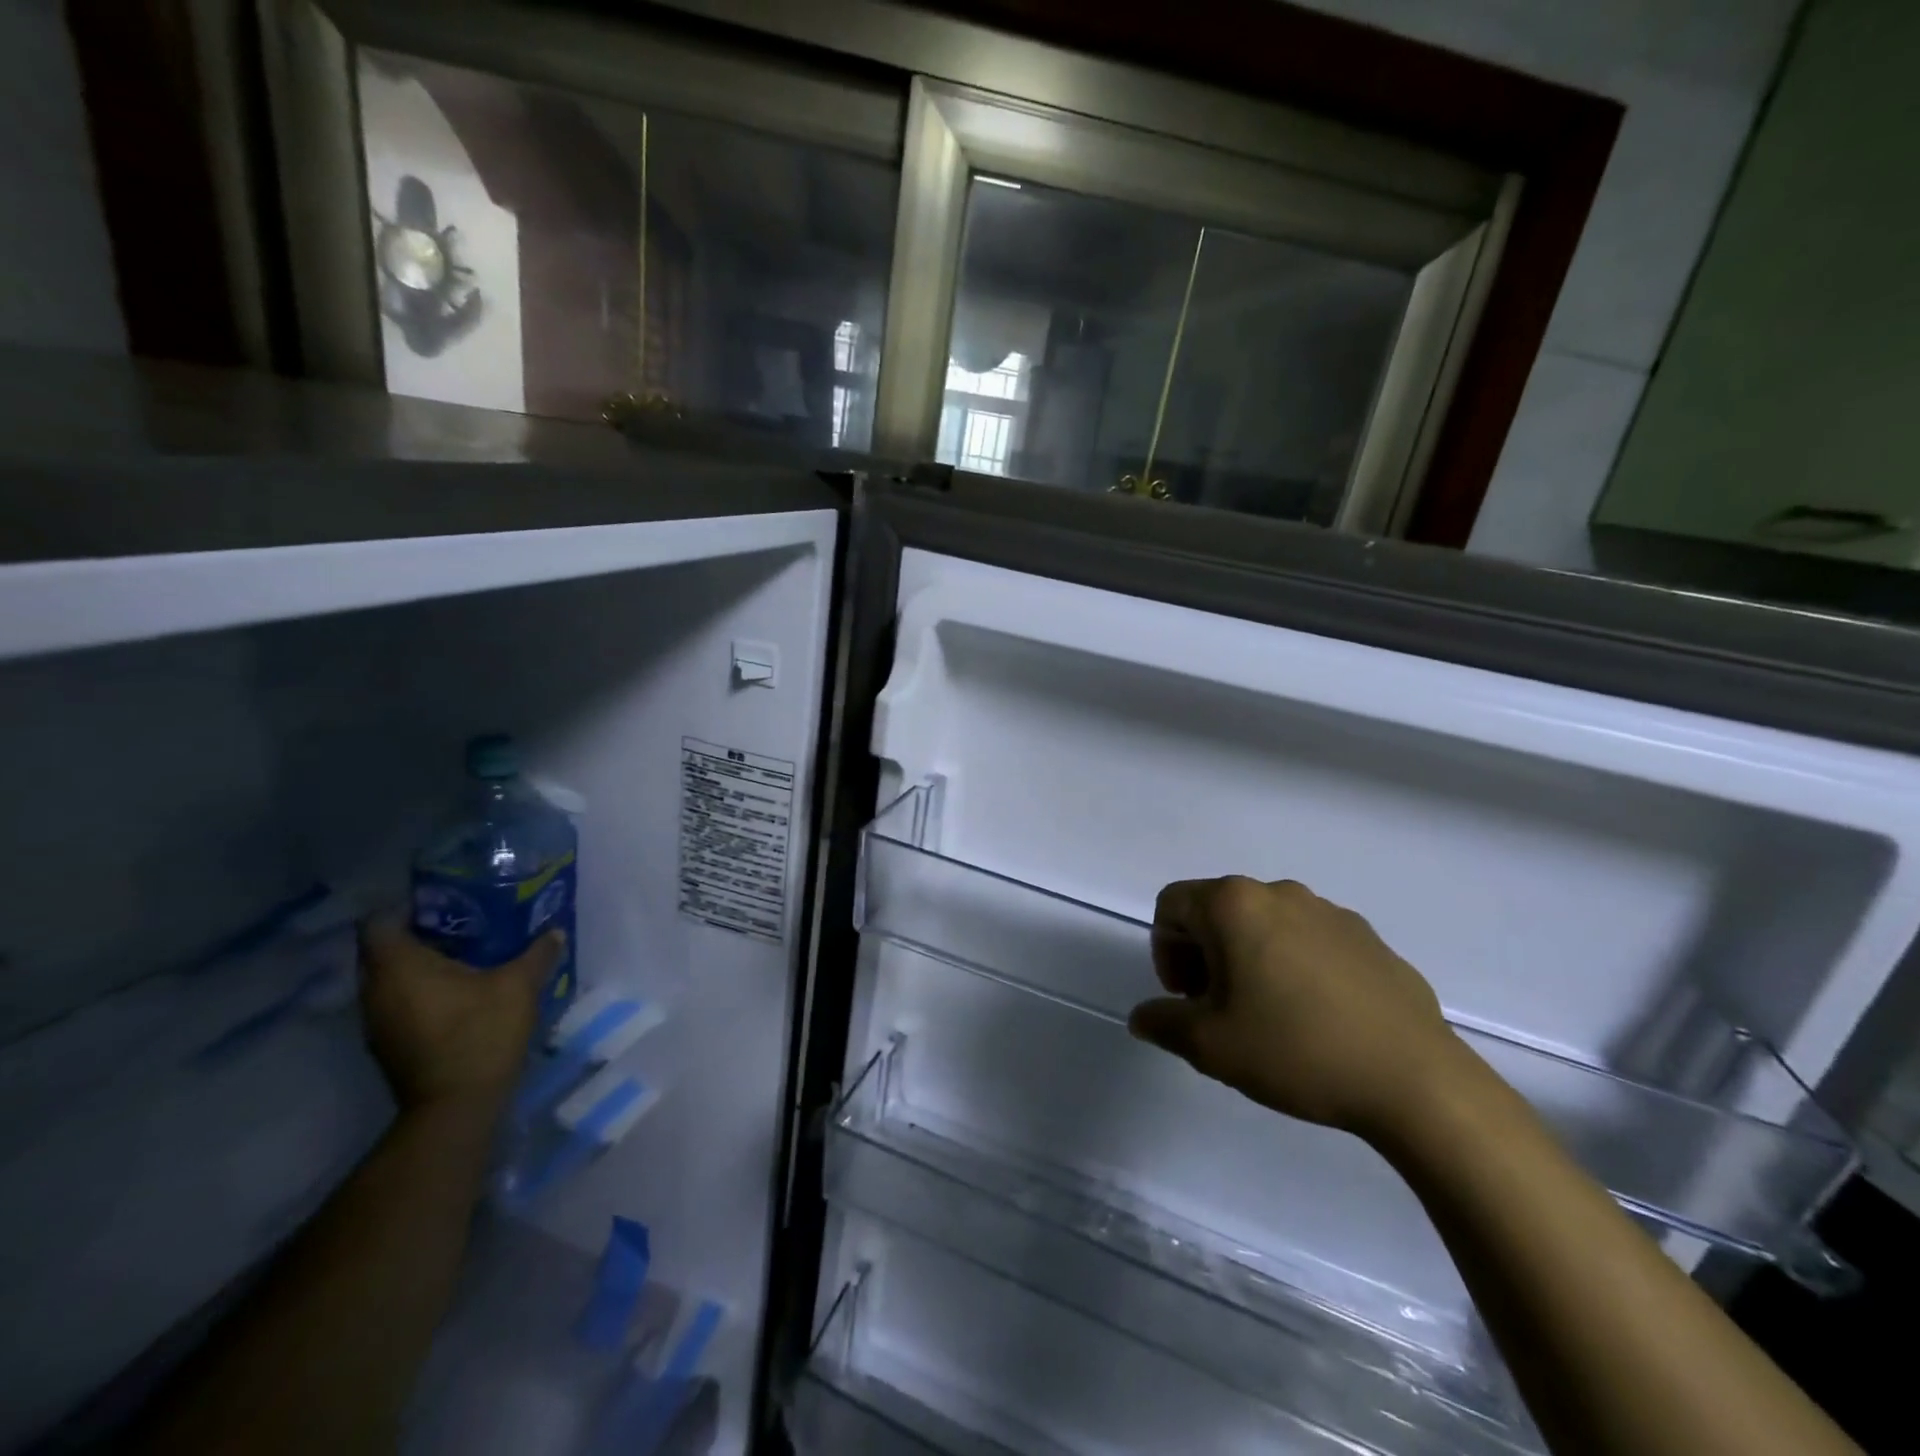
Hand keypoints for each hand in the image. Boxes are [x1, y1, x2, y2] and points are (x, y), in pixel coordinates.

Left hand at [358, 916, 562, 1112]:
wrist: (456, 1107)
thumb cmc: (480, 1033)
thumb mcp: (519, 985)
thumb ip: (537, 954)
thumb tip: (554, 931)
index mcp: (398, 966)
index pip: (379, 921)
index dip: (406, 906)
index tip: (442, 901)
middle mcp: (375, 990)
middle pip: (382, 949)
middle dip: (417, 933)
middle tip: (462, 923)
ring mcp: (376, 1021)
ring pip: (389, 978)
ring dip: (418, 966)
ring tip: (463, 955)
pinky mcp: (387, 1044)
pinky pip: (397, 1002)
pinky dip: (419, 991)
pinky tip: (457, 993)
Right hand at [1127, 877, 1464, 1141]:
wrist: (1416, 1080)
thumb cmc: (1295, 1050)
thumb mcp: (1209, 1046)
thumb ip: (1162, 1023)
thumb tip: (1142, 1018)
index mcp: (1233, 905)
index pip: (1171, 905)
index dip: (1165, 951)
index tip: (1188, 998)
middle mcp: (1279, 893)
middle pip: (1217, 909)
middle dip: (1205, 953)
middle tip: (1220, 1008)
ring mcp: (1329, 911)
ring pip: (1265, 922)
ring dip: (1250, 957)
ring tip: (1270, 1015)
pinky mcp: (1368, 936)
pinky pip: (1310, 939)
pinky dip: (1295, 964)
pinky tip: (1317, 1016)